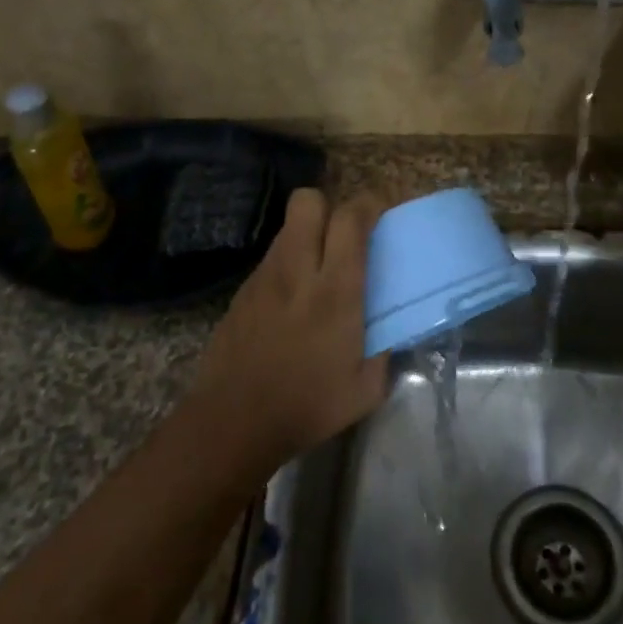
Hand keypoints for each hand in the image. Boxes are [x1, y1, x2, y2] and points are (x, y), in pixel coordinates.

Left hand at [189, 189, 386, 475]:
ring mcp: (264, 277)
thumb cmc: (306, 407)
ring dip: (308, 233)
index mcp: (335, 290)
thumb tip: (390, 330)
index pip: (350, 219)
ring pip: (288, 226)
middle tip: (345, 233)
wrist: (232, 422)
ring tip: (319, 265)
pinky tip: (292, 297)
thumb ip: (384, 351)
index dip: (369, 204)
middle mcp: (298, 270)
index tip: (381, 213)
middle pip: (308, 201)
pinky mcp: (242, 290)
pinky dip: (288, 262)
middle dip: (330, 205)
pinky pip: (271, 257)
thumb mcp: (365, 389)